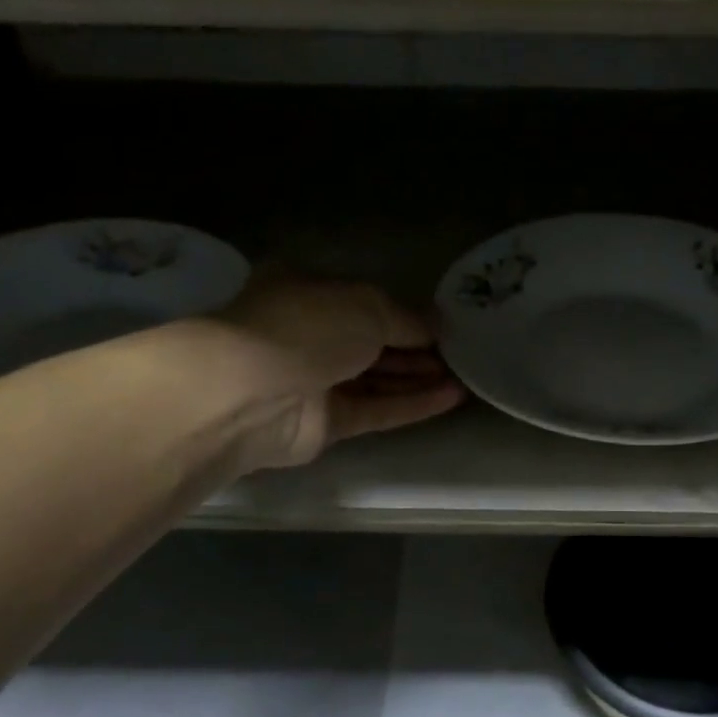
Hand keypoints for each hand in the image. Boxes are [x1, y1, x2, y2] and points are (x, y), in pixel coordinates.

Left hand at [213, 276, 464, 469]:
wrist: (253, 392)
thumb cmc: (307, 327)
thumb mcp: (366, 305)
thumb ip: (406, 317)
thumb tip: (436, 326)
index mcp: (309, 293)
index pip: (365, 303)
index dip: (406, 314)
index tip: (445, 325)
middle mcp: (311, 336)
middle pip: (373, 344)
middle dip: (417, 349)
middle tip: (461, 355)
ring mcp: (317, 382)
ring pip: (376, 379)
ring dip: (419, 378)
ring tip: (465, 377)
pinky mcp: (325, 423)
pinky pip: (376, 410)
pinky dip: (411, 405)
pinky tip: (449, 399)